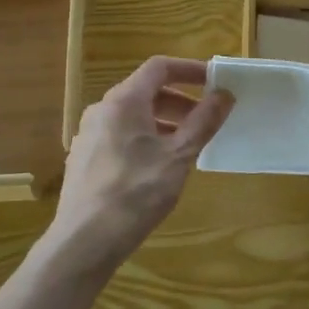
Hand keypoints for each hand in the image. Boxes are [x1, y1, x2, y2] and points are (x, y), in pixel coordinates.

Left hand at [45, 56, 232, 271]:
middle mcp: (101, 110)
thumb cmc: (136, 192)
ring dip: (163, 122)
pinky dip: (144, 139)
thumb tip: (224, 95)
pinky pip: (119, 136)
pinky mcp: (84, 159)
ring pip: (132, 116)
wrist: (85, 241)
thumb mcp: (178, 156)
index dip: (189, 70)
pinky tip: (158, 168)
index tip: (214, 82)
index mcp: (123, 101)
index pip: (159, 67)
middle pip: (145, 92)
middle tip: (206, 120)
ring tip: (187, 146)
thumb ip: (203, 122)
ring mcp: (89, 135)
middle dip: (179, 101)